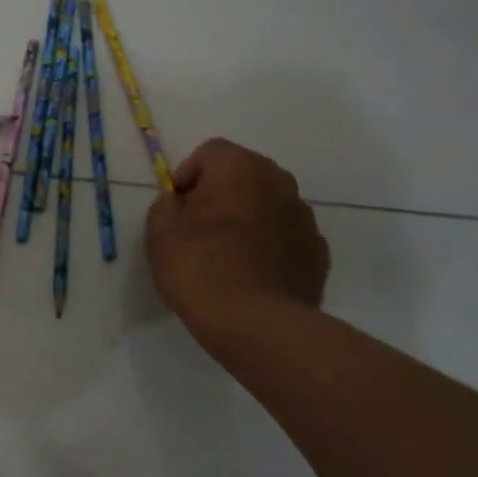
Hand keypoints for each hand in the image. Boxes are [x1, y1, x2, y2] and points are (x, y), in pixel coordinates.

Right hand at [145, 139, 327, 340]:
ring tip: (226, 257)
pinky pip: (285, 237)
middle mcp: (279, 182)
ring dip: (247, 219)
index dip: (187, 176)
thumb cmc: (200, 269)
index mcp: (240, 168)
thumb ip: (165, 206)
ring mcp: (305, 217)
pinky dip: (269, 247)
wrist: (256, 324)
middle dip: (220, 195)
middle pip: (243, 175)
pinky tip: (252, 276)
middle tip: (198, 230)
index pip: (210, 152)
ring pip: (267, 206)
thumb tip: (179, 202)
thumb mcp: (160, 234)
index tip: (176, 208)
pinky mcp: (317, 252)